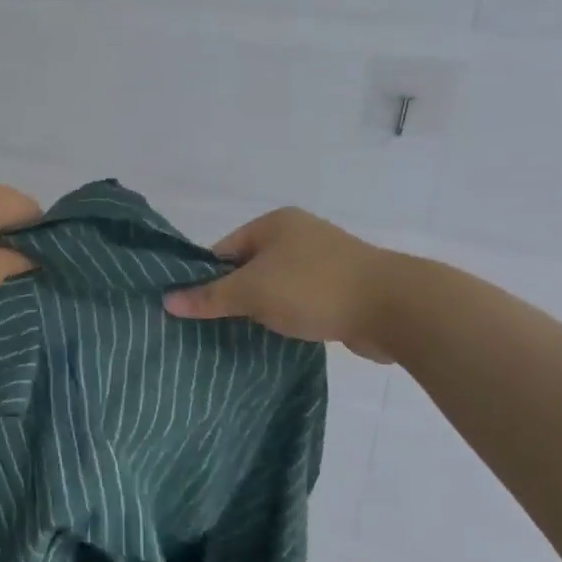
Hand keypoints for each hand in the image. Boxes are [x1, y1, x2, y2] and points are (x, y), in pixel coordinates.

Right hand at [163, 207, 404, 362]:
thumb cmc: (313, 288)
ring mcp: (323, 261)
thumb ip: (210, 297)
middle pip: (249, 268)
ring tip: (242, 336)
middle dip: (233, 297)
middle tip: (213, 327)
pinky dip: (287, 316)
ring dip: (261, 309)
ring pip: (276, 287)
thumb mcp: (252, 292)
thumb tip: (167, 300)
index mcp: (275, 224)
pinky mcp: (342, 289)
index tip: (194, 309)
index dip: (206, 278)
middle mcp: (298, 236)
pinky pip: (300, 301)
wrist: (394, 308)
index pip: (224, 249)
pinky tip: (278, 337)